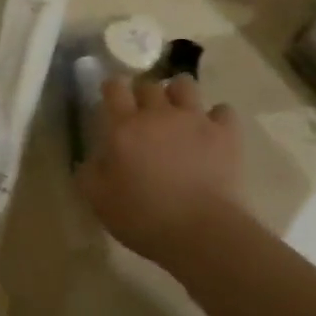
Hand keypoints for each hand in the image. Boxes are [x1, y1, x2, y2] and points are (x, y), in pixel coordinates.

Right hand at [77, 76, 243, 262]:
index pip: (114, 89)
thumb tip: (91, 159)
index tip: (111, 96)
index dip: (112, 87)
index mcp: (124, 128)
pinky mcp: (226, 133)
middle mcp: (159, 114)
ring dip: (178, 94)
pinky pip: (222, 110)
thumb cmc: (143, 217)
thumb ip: (89, 173)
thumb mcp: (99, 201)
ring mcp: (195, 120)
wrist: (201, 231)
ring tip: (177, 112)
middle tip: (143, 112)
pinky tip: (212, 132)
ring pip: (185, 85)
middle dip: (143, 93)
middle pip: (149, 84)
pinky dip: (216, 117)